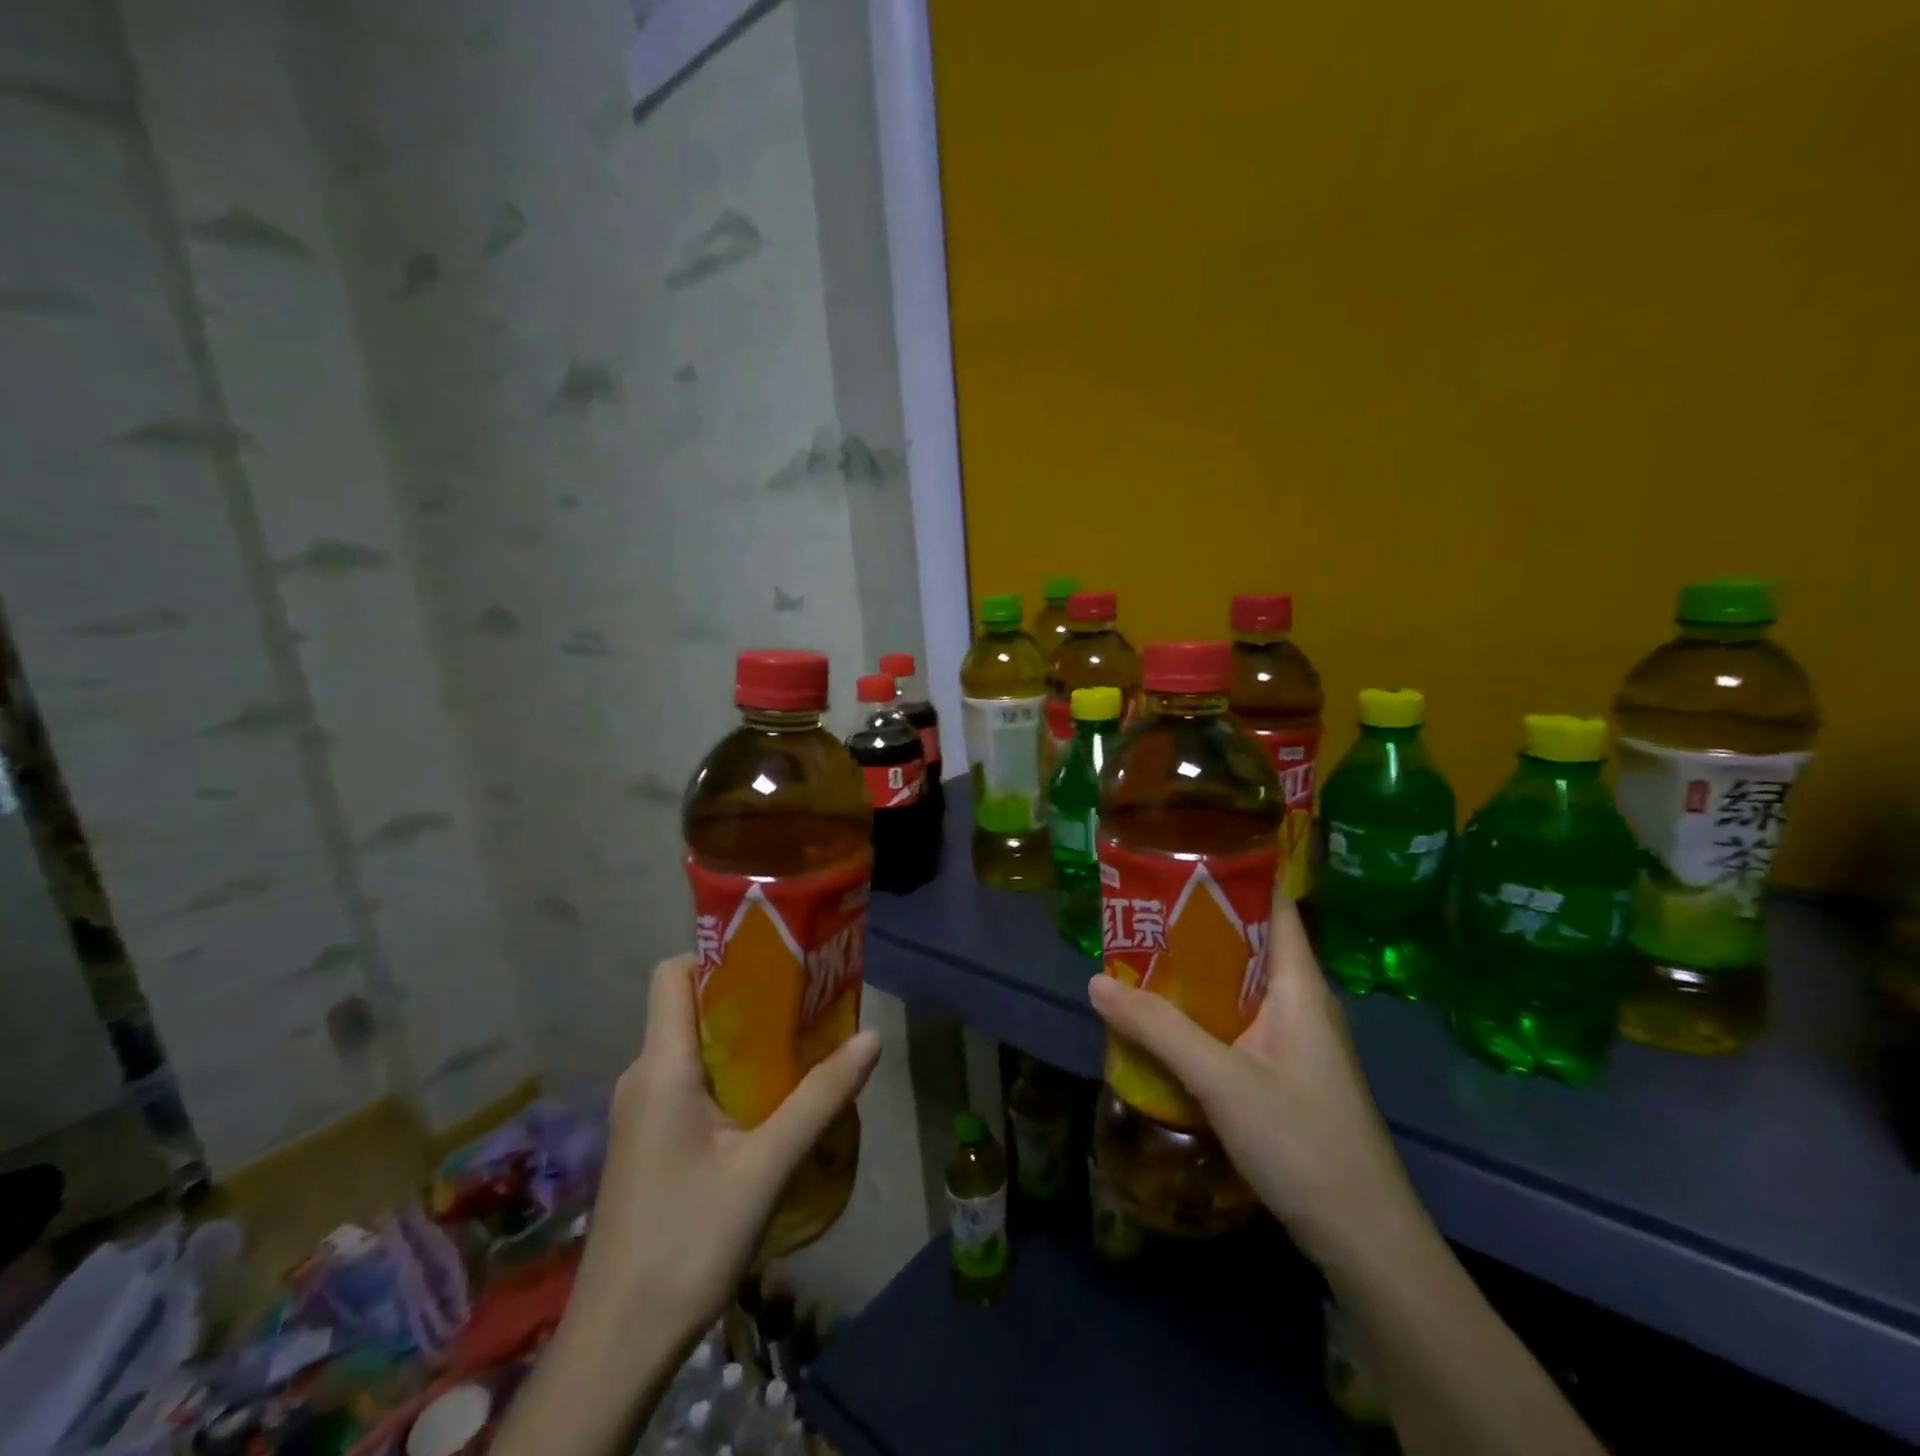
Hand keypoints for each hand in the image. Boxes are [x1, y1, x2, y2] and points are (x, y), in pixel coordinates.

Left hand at [575, 954, 881, 1341]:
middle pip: (689, 1007)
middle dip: (746, 995)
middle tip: (805, 998)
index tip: (773, 958)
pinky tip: (770, 1100)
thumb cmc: (688, 1240)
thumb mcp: (766, 1166)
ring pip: (692, 1047)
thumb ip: (820, 1098)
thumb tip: (872, 1037)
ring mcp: (642, 1111)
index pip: (673, 973)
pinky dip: (729, 1073)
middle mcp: (643, 1077)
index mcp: (660, 1066)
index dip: (717, 954)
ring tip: (800, 1042)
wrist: (619, 1343)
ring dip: (742, 1038)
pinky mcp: (648, 1141)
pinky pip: (689, 1082)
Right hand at [1087, 896, 1421, 1272]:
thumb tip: (1096, 981)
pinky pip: (1241, 1022)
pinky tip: (1167, 1022)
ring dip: (1197, 972)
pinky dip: (1205, 1011)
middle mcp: (1302, 1001)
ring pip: (1242, 986)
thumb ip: (1158, 1028)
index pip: (1274, 906)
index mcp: (1299, 984)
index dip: (1234, 876)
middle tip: (1142, 911)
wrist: (1367, 1241)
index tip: (1183, 860)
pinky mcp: (1289, 1071)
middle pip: (1249, 943)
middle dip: (1197, 925)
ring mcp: (1298, 1039)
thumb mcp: (1221, 1080)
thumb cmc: (1303, 1142)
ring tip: (1142, 957)